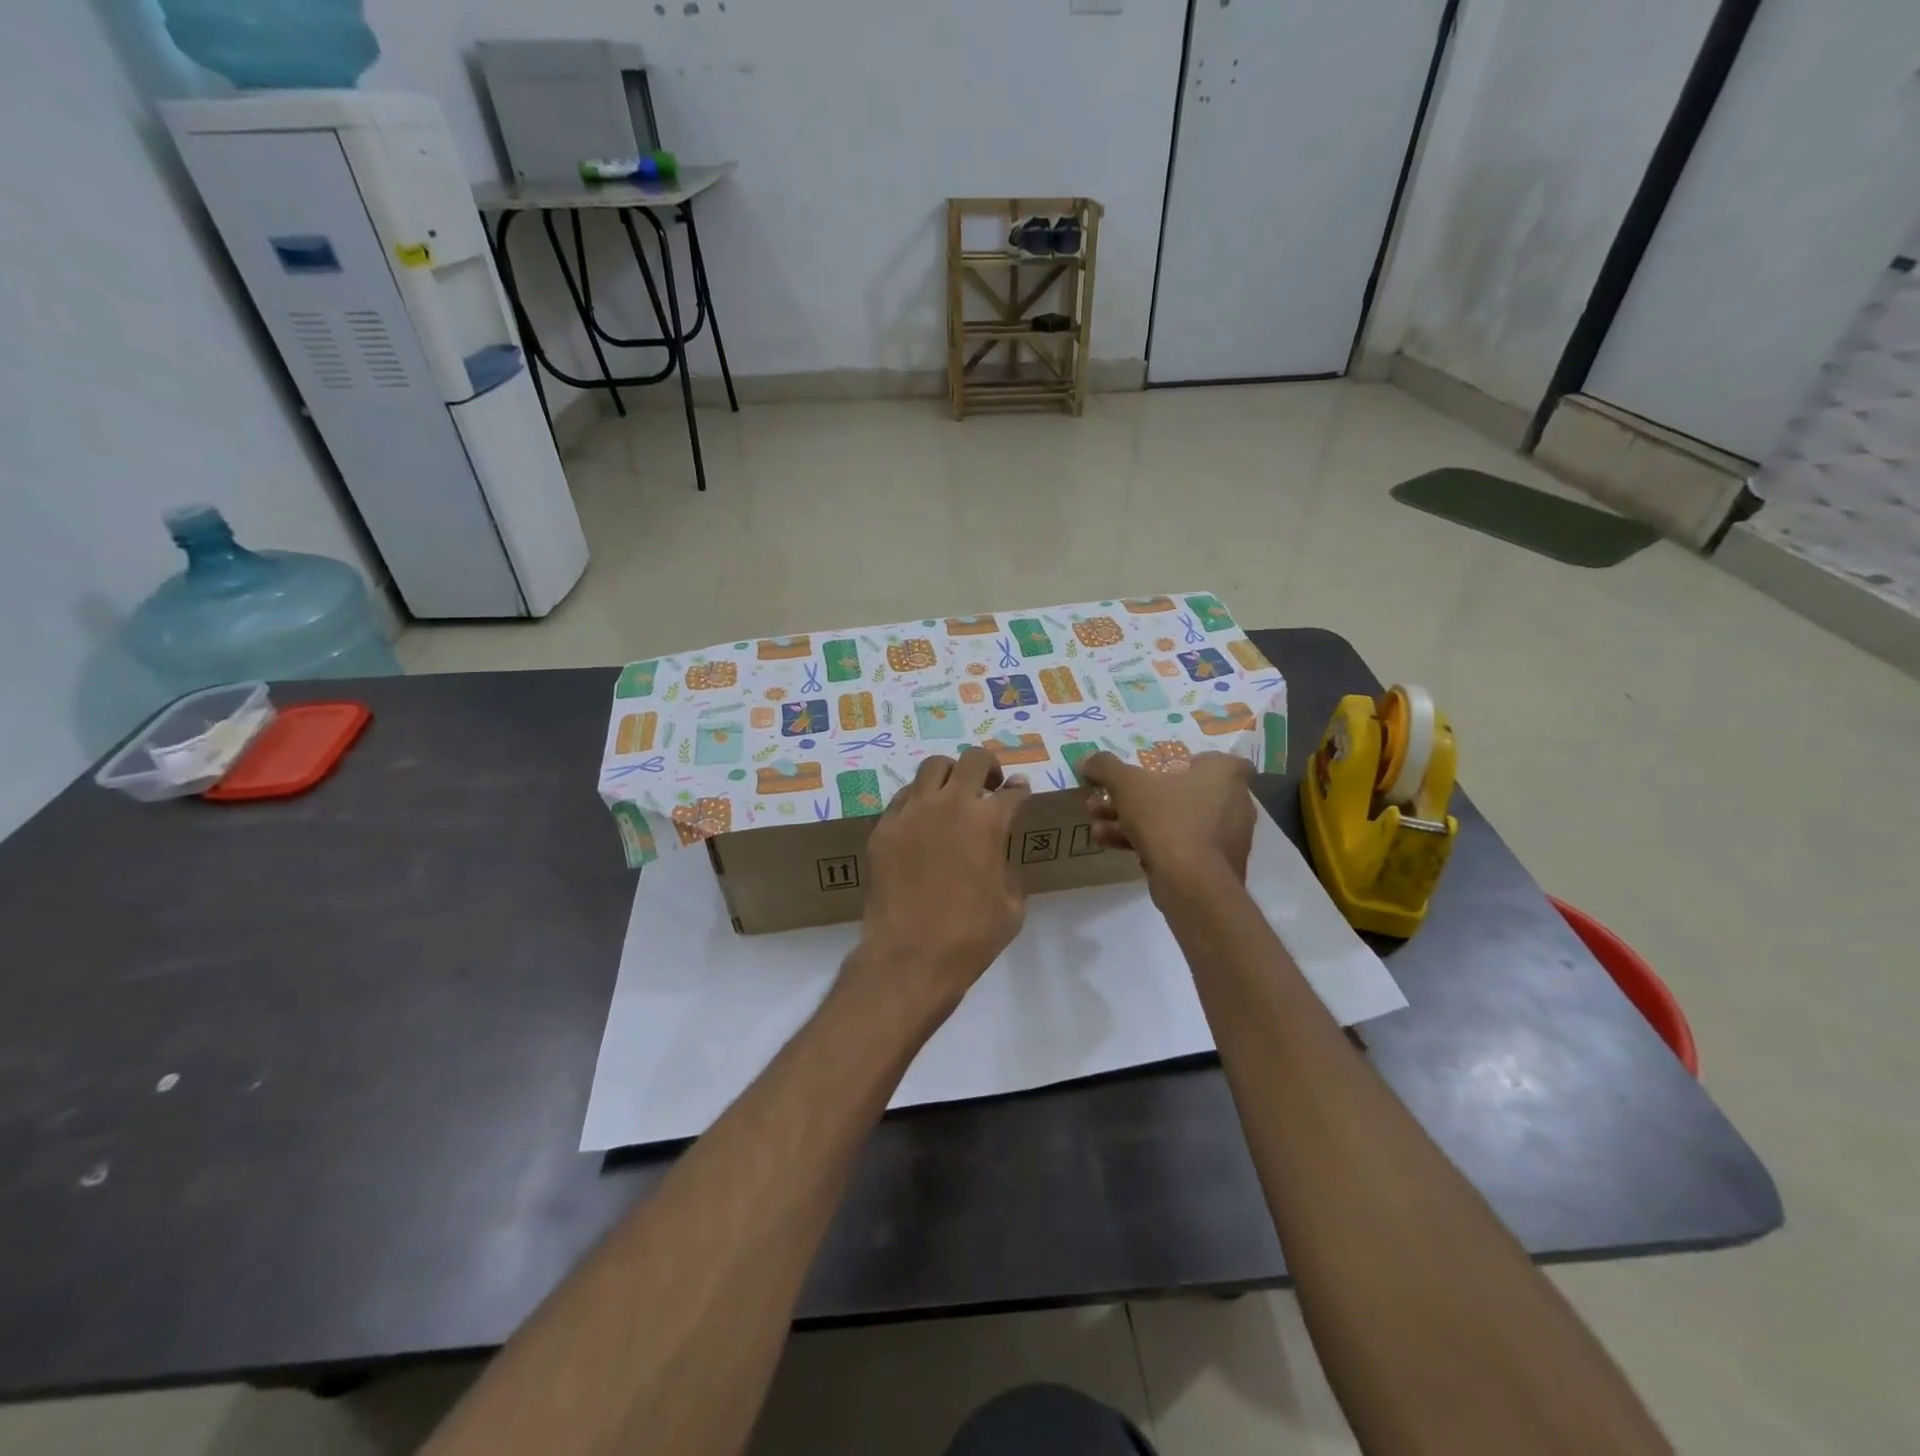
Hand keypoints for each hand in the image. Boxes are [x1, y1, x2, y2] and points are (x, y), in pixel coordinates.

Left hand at [851, 748, 1030, 1019]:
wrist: (910, 957)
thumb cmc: (971, 937)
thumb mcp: (1012, 904)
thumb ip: (1008, 866)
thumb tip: (998, 849)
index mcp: (989, 821)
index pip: (1012, 791)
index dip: (1020, 791)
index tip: (1019, 793)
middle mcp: (951, 804)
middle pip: (974, 759)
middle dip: (988, 767)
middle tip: (989, 787)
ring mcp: (912, 812)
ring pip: (933, 767)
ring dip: (950, 775)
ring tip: (952, 795)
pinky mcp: (884, 827)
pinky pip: (904, 797)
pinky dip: (919, 800)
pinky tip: (922, 821)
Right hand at [1080, 751, 1256, 885]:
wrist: (1191, 883)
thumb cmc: (1167, 818)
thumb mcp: (1128, 785)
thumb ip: (1106, 768)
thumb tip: (1087, 759)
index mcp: (1225, 775)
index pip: (1208, 758)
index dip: (1179, 762)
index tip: (1151, 771)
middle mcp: (1234, 803)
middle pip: (1178, 792)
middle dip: (1136, 798)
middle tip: (1107, 801)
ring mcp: (1225, 838)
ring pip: (1173, 821)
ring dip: (1134, 821)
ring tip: (1098, 827)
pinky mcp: (1214, 867)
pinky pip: (1178, 846)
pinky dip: (1149, 843)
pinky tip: (1112, 845)